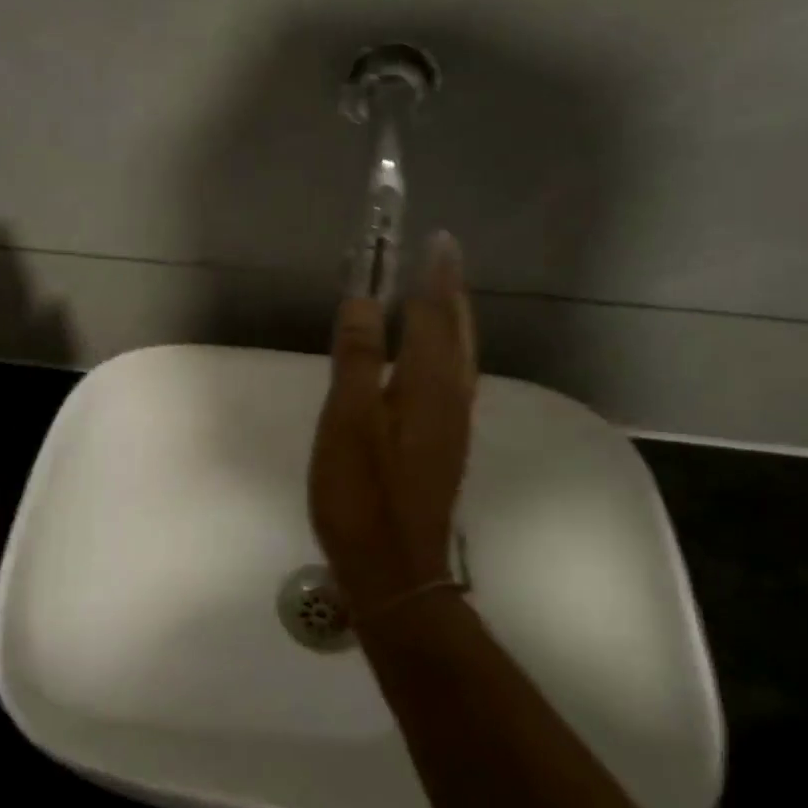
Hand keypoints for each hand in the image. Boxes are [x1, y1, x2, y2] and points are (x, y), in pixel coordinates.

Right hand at [308, 233, 476, 618]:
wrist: (394, 567)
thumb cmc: (362, 492)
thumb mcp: (348, 420)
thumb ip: (357, 358)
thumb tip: (365, 300)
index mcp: (427, 384)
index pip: (432, 315)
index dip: (433, 276)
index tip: (437, 240)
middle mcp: (450, 397)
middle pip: (456, 332)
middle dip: (449, 291)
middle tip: (441, 258)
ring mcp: (452, 424)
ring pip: (458, 356)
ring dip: (450, 319)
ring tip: (438, 295)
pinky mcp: (444, 445)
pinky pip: (450, 378)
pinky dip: (444, 350)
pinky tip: (430, 359)